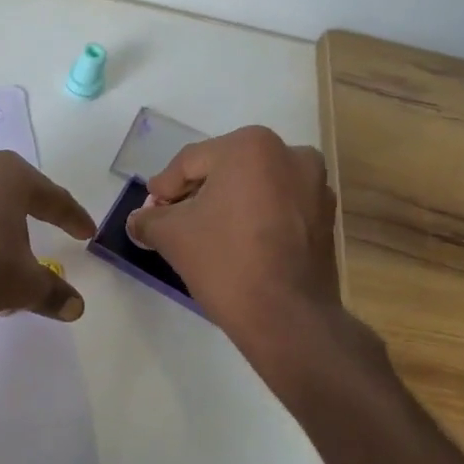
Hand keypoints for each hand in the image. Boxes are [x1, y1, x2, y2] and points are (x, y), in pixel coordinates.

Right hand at [125, 127, 342, 345]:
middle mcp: (290, 154)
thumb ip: (148, 220)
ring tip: (204, 234)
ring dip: (226, 205)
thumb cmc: (225, 261)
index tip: (150, 211)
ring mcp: (315, 186)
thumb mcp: (171, 236)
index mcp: (251, 146)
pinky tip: (236, 244)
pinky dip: (254, 218)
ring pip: (254, 187)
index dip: (164, 188)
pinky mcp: (325, 217)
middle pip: (224, 169)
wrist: (286, 317)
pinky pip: (278, 207)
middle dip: (196, 194)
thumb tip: (138, 220)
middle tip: (172, 222)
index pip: (190, 162)